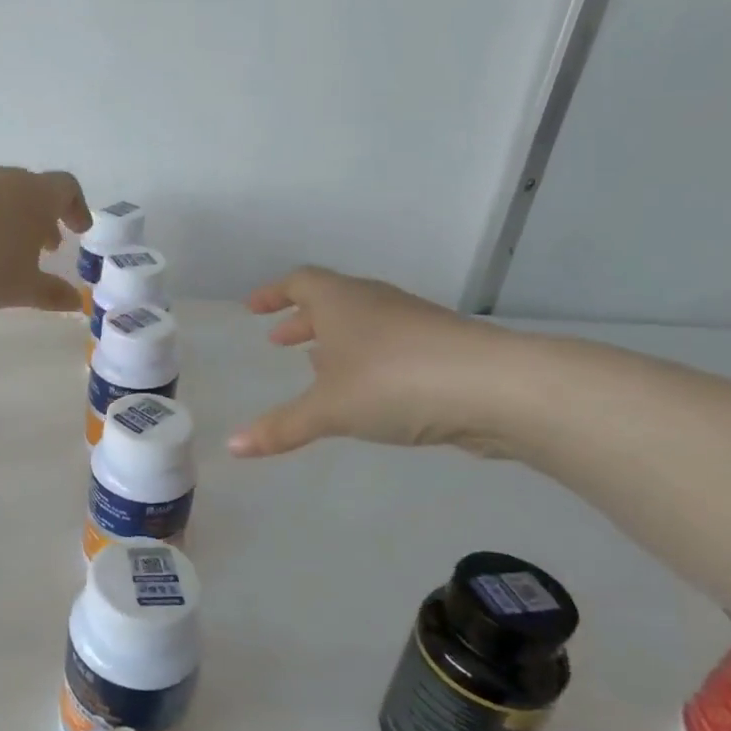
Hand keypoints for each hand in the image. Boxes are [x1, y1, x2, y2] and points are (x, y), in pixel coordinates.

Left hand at [0, 166, 90, 325]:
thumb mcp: (20, 289)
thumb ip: (50, 293)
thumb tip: (75, 301)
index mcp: (33, 194)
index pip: (67, 188)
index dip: (77, 208)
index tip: (79, 230)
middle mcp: (1, 178)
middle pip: (30, 189)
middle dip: (41, 217)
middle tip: (45, 246)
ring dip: (7, 218)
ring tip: (3, 251)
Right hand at [228, 268, 515, 456]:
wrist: (497, 388)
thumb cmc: (394, 382)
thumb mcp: (328, 409)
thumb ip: (281, 427)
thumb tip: (232, 447)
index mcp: (341, 301)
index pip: (299, 282)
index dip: (273, 293)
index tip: (253, 309)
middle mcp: (375, 303)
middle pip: (330, 301)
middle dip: (301, 321)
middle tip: (279, 340)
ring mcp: (412, 324)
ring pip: (362, 324)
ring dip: (335, 341)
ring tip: (316, 366)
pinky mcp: (440, 350)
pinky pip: (388, 346)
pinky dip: (365, 360)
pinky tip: (365, 390)